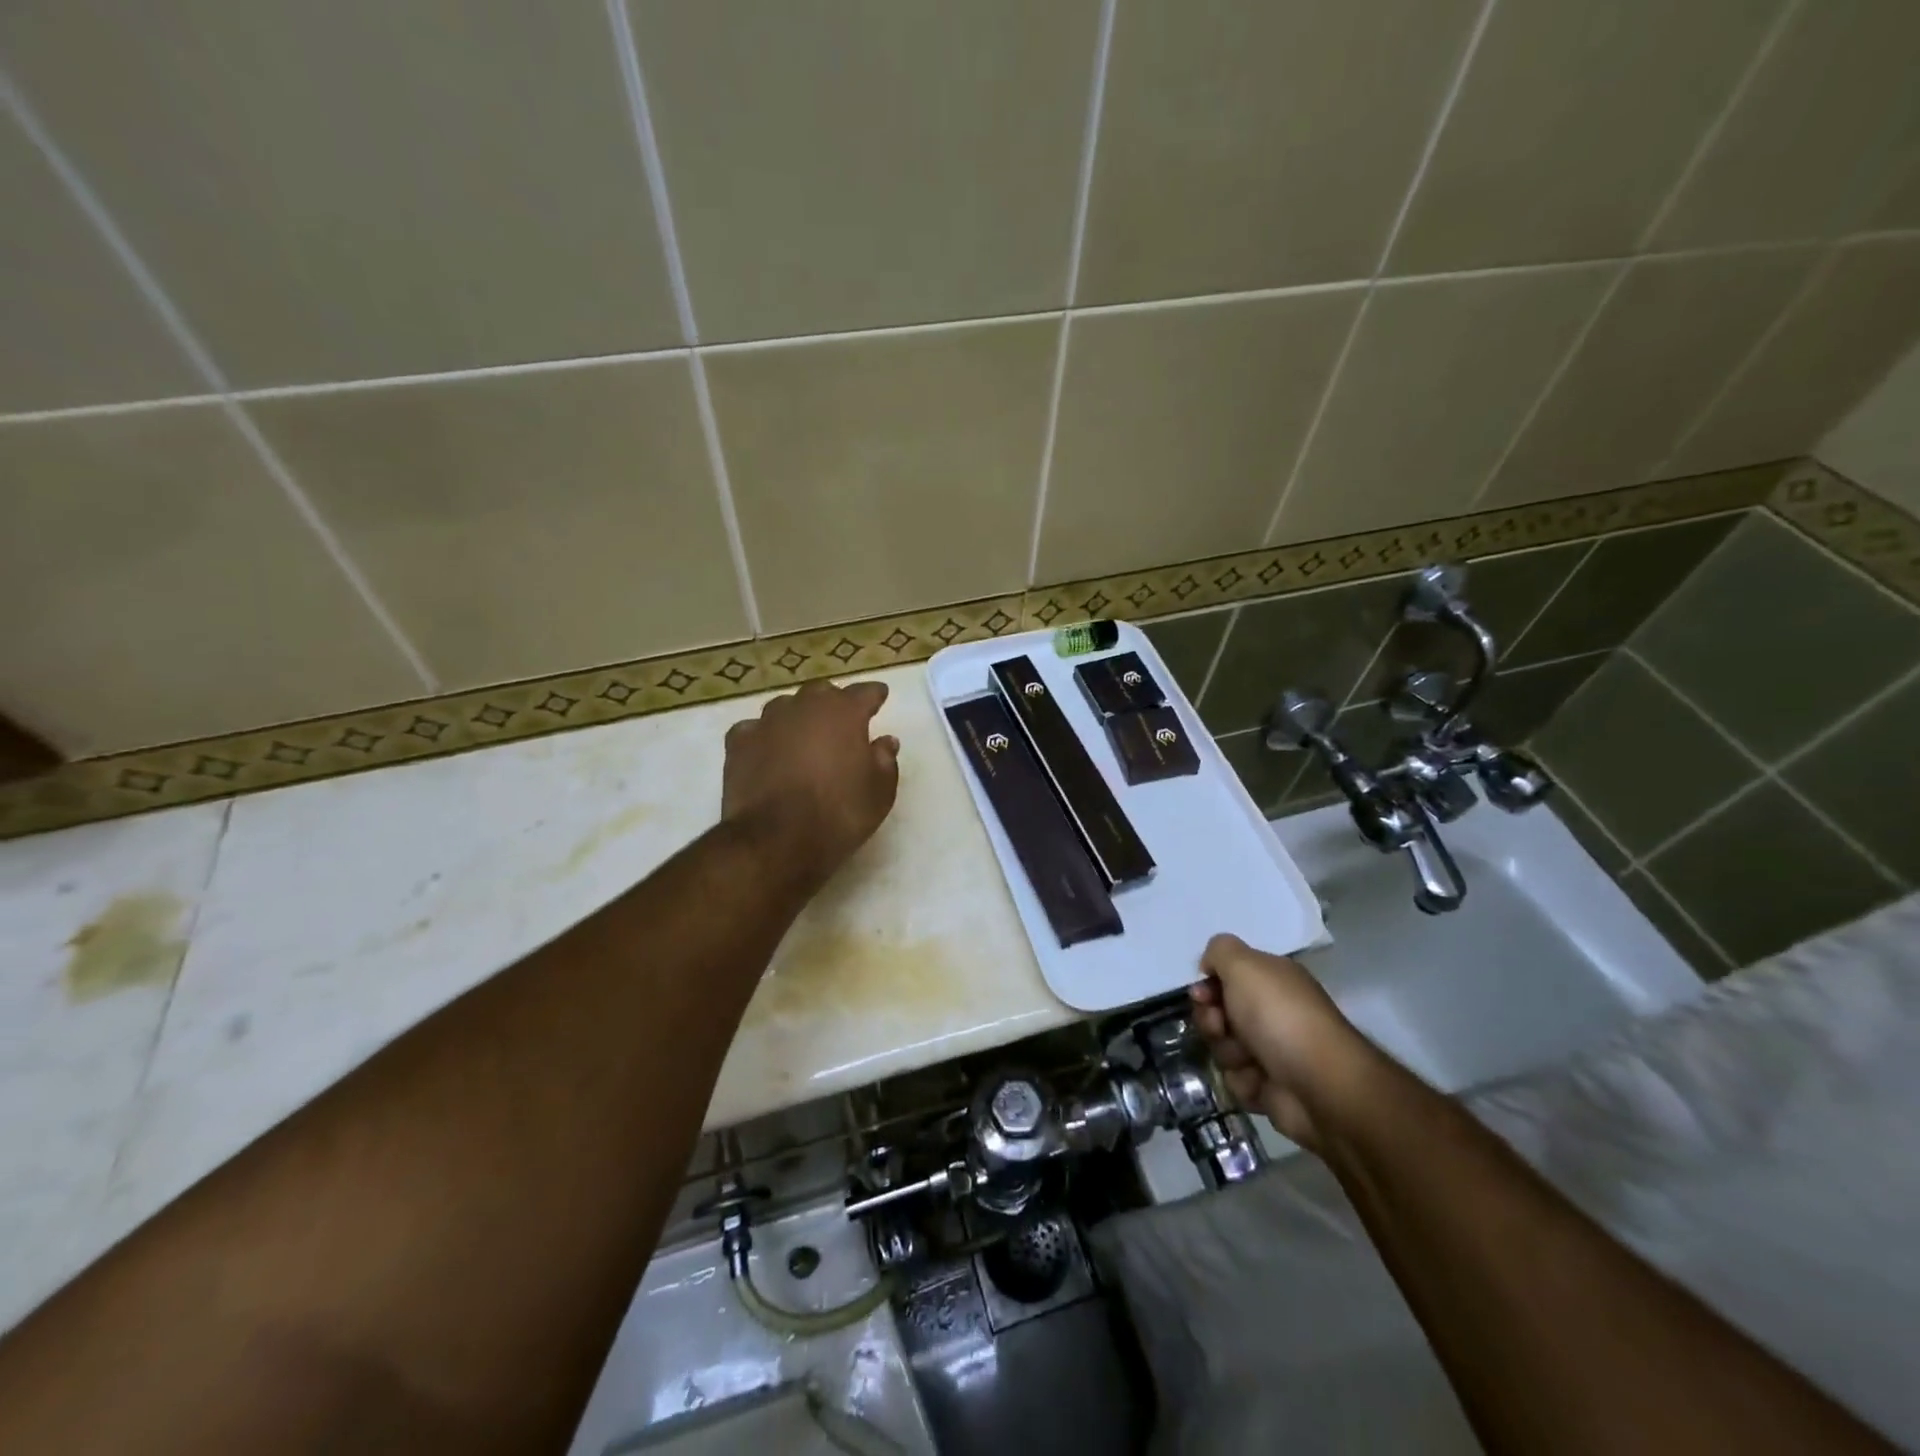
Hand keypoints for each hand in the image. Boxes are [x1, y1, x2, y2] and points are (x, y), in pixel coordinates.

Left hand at [722, 680, 900, 895]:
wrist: (777, 839)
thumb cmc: (839, 813)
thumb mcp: (879, 792)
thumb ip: (885, 760)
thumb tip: (885, 741)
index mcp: (844, 713)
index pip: (864, 692)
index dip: (874, 695)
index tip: (880, 696)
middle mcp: (805, 707)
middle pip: (821, 692)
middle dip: (833, 702)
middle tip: (841, 721)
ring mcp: (767, 722)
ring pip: (785, 707)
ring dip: (797, 716)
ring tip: (803, 735)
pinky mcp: (739, 743)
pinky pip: (754, 729)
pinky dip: (763, 736)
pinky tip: (767, 750)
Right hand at [1191, 934, 1370, 1148]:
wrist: (1321, 1085)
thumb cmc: (1280, 1016)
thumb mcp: (1244, 965)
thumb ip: (1220, 951)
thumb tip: (1210, 965)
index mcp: (1272, 980)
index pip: (1226, 976)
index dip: (1208, 985)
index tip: (1201, 995)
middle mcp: (1273, 1012)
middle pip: (1218, 1013)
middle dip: (1212, 1021)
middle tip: (1221, 1027)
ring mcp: (1272, 1051)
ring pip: (1223, 1048)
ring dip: (1229, 1053)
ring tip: (1249, 1060)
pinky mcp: (1271, 1087)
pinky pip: (1237, 1080)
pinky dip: (1244, 1082)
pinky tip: (1260, 1082)